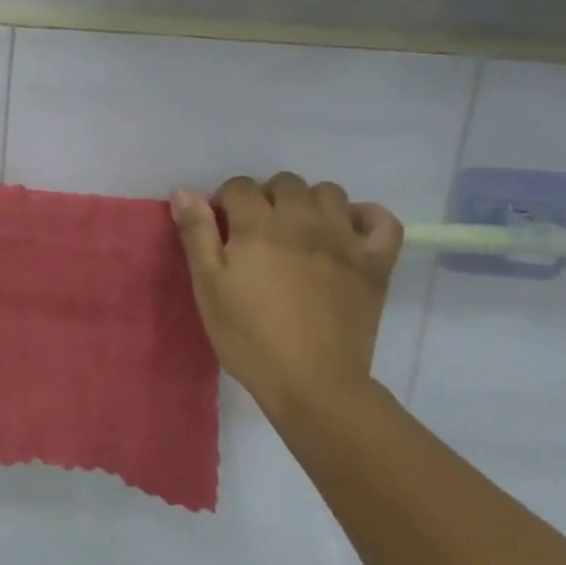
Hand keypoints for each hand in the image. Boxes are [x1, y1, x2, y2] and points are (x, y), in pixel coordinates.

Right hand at [171, 172, 402, 421]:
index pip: (239, 186)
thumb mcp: (208, 287)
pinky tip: (348, 233)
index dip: (225, 202)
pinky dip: (365, 218)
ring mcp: (344, 238)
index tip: (221, 230)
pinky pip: (382, 220)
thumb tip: (183, 190)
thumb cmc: (249, 336)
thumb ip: (197, 234)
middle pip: (285, 183)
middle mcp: (303, 220)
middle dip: (267, 198)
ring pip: (329, 192)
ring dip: (309, 203)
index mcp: (258, 225)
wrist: (312, 381)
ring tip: (298, 234)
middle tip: (258, 234)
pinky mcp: (375, 262)